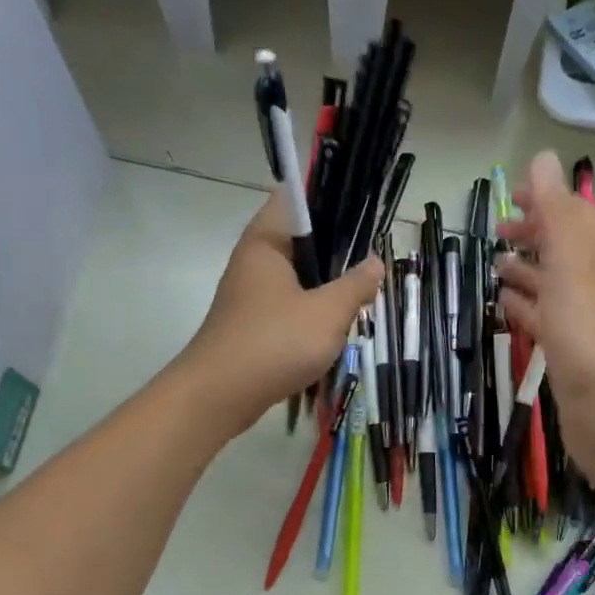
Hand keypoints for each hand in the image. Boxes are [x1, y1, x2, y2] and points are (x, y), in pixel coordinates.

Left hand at [181, 195, 382, 437]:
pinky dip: (309, 312)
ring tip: (357, 296)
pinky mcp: (250, 323)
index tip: (361, 214)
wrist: (219, 396)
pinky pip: (286, 306)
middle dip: (335, 250)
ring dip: (324, 286)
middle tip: (369, 262)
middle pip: (299, 240)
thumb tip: (375, 262)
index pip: (294, 199)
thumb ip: (355, 285)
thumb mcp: (328, 313)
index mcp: (266, 241)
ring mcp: (248, 294)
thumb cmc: (275, 342)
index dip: (328, 199)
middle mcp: (253, 260)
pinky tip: (331, 329)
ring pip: (295, 277)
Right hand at [496, 152, 594, 488]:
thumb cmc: (589, 331)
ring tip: (495, 266)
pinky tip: (505, 305)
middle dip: (534, 236)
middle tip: (497, 233)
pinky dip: (526, 305)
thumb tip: (544, 158)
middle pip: (565, 249)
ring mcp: (586, 321)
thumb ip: (555, 211)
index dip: (546, 202)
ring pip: (553, 285)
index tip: (512, 198)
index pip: (576, 215)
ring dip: (527, 271)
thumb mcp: (570, 262)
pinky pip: (545, 318)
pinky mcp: (571, 353)